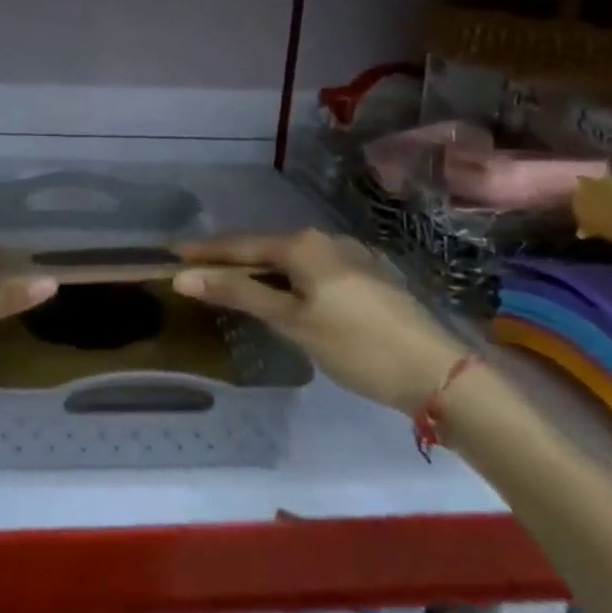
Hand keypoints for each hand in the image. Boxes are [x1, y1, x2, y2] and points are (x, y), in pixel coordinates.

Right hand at [173, 229, 464, 413]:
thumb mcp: (292, 321)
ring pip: (291, 261)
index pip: (241, 244)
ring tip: (234, 284)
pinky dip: (289, 282)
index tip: (173, 253)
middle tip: (199, 272)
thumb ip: (238, 293)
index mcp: (303, 244)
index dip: (205, 251)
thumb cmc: (356, 345)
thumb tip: (184, 277)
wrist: (439, 372)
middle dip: (232, 260)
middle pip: (265, 249)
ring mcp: (351, 257)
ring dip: (261, 272)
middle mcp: (325, 240)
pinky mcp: (368, 277)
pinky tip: (285, 297)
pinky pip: (312, 271)